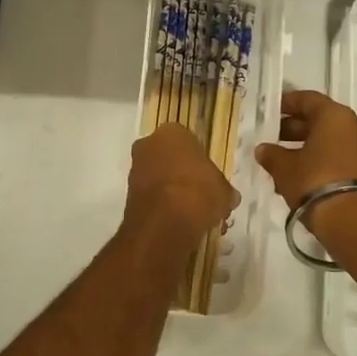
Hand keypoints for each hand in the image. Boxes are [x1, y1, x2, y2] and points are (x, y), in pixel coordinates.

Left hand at [125, 123, 237, 241]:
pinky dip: (162, 207)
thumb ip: (223, 189)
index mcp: (171, 132)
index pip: (188, 140)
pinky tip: (179, 223)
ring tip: (192, 214)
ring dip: (172, 192)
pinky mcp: (128, 195)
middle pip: (169, 157)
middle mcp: (148, 144)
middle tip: (201, 195)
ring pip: (158, 178)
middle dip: (183, 174)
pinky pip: (151, 197)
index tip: (209, 177)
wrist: (165, 223)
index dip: (199, 159)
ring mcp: (135, 169)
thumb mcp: (224, 190)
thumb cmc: (199, 192)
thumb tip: (228, 197)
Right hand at [255, 90, 356, 243]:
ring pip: (331, 141)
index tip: (272, 110)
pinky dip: (322, 162)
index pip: (308, 99)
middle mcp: (355, 127)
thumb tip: (263, 149)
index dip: (287, 103)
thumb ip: (272, 155)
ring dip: (308, 148)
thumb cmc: (315, 183)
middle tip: (274, 138)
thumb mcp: (285, 168)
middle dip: (296, 129)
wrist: (356, 224)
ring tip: (283, 163)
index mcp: (335, 116)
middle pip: (321, 120)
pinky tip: (302, 178)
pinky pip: (341, 159)